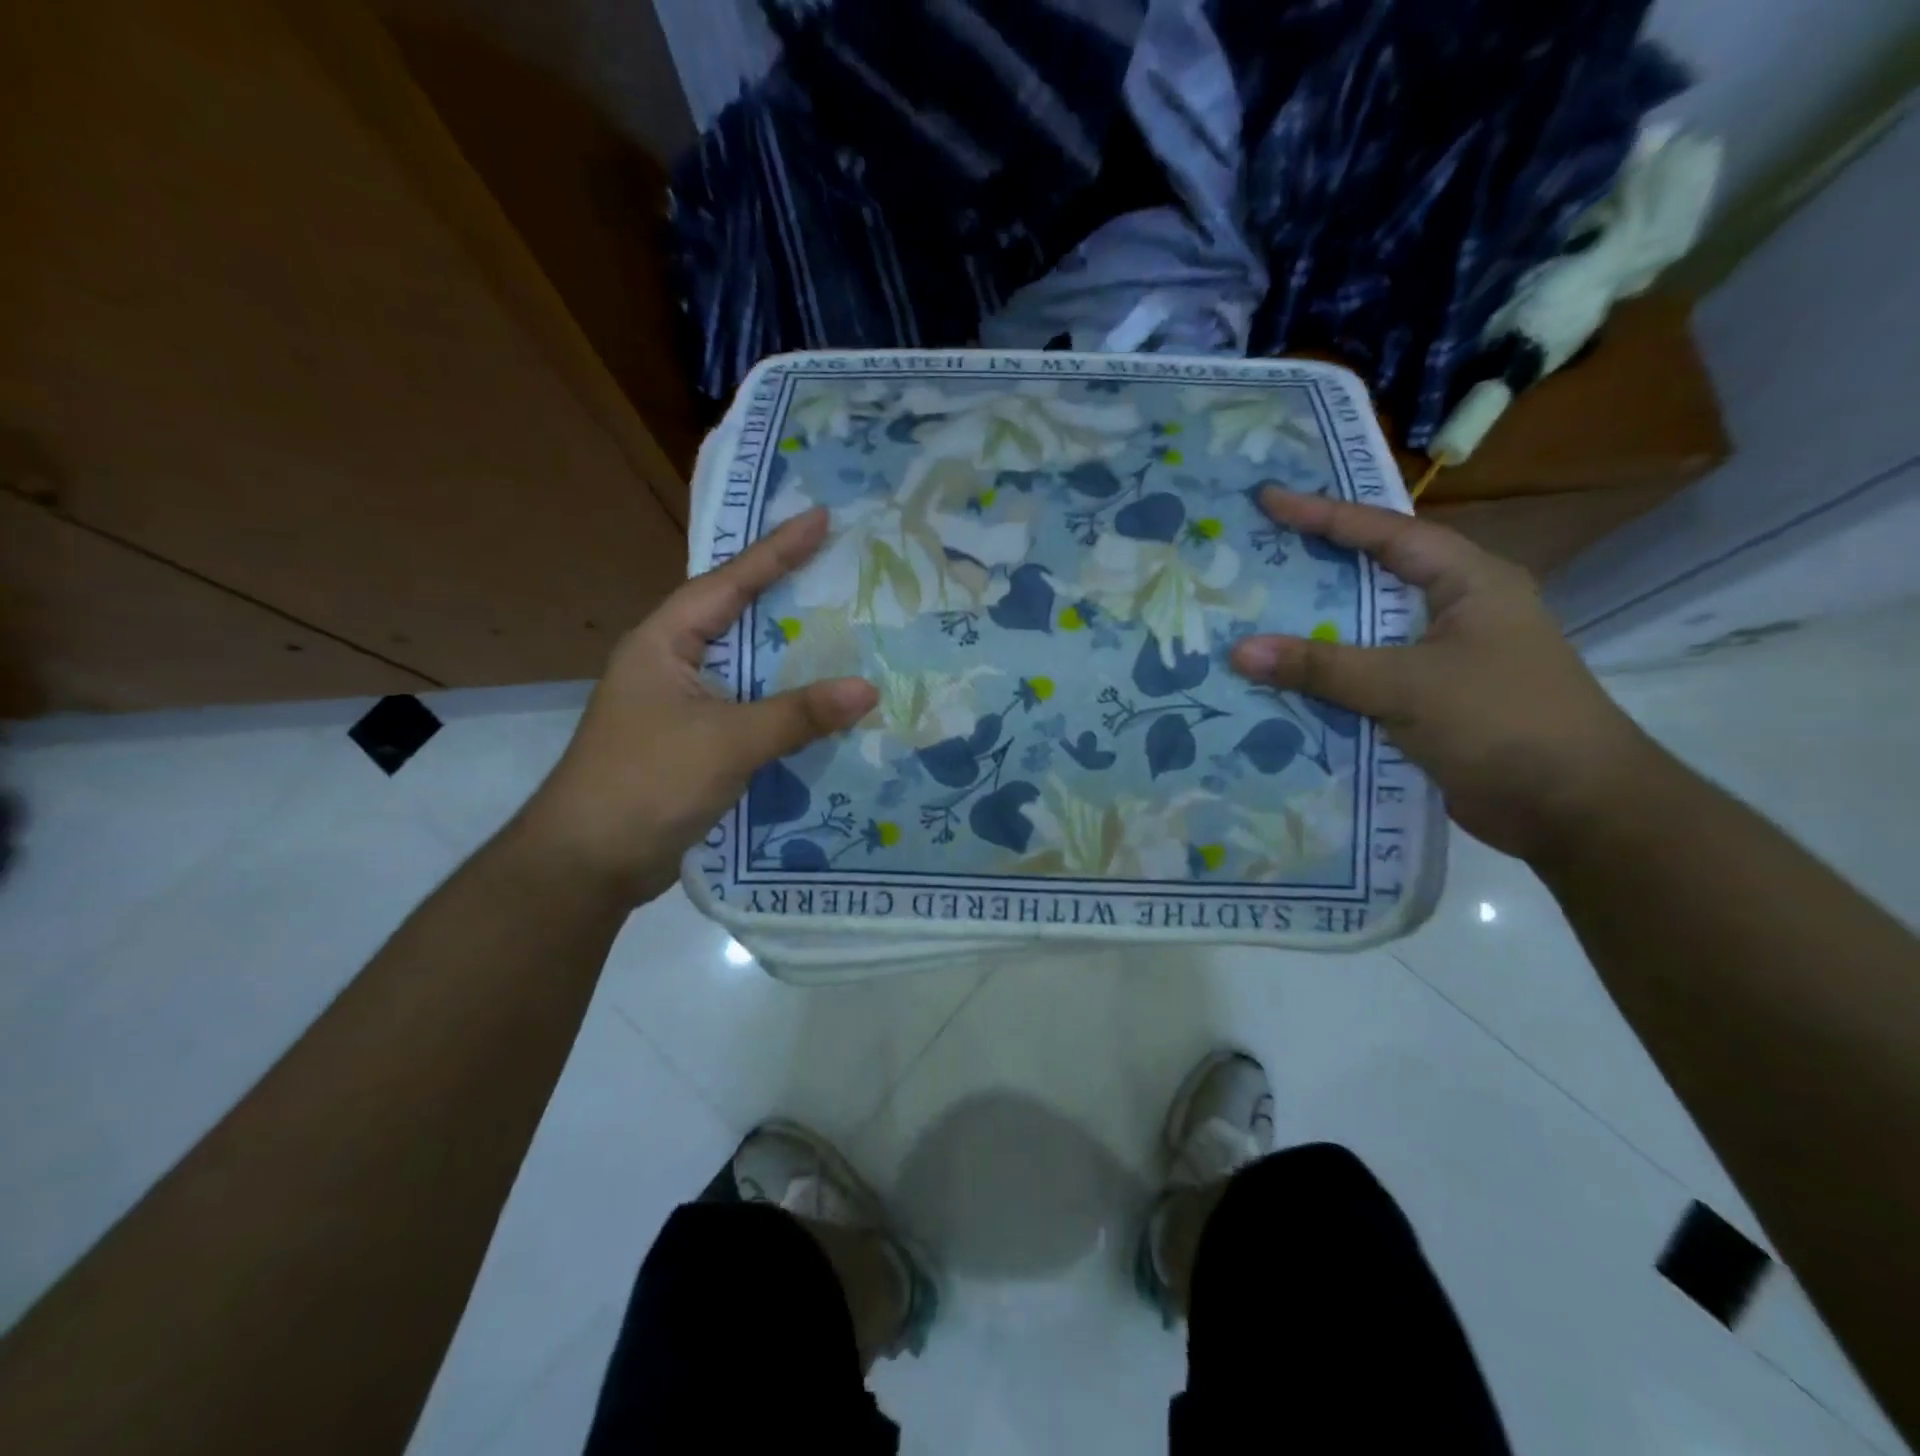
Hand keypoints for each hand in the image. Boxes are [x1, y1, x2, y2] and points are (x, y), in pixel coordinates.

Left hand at [522, 508, 876, 903]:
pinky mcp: (694, 742)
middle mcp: (671, 664)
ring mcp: (681, 706)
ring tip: (843, 630)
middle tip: (838, 568)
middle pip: (737, 617)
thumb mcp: (727, 742)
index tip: (821, 518)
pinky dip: (784, 704)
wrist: (590, 863)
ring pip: (747, 667)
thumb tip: (868, 689)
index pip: (728, 583)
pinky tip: (820, 705)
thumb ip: (798, 715)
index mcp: (663, 643)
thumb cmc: (647, 782)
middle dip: (786, 593)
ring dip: (790, 655)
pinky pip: (749, 708)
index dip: (776, 550)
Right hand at [1229, 487, 1656, 863]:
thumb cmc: (1503, 722)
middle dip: (1317, 564)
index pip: (1388, 533)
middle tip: (1259, 550)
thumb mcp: (1407, 686)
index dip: (1326, 514)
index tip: (1269, 499)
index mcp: (1471, 583)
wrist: (1573, 809)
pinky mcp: (1434, 702)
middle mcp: (1459, 611)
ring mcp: (1447, 659)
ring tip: (1257, 612)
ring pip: (1368, 631)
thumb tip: (1239, 651)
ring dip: (1317, 628)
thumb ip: (1322, 667)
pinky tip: (1286, 679)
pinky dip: (1329, 676)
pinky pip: (1368, 676)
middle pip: (1376, 575)